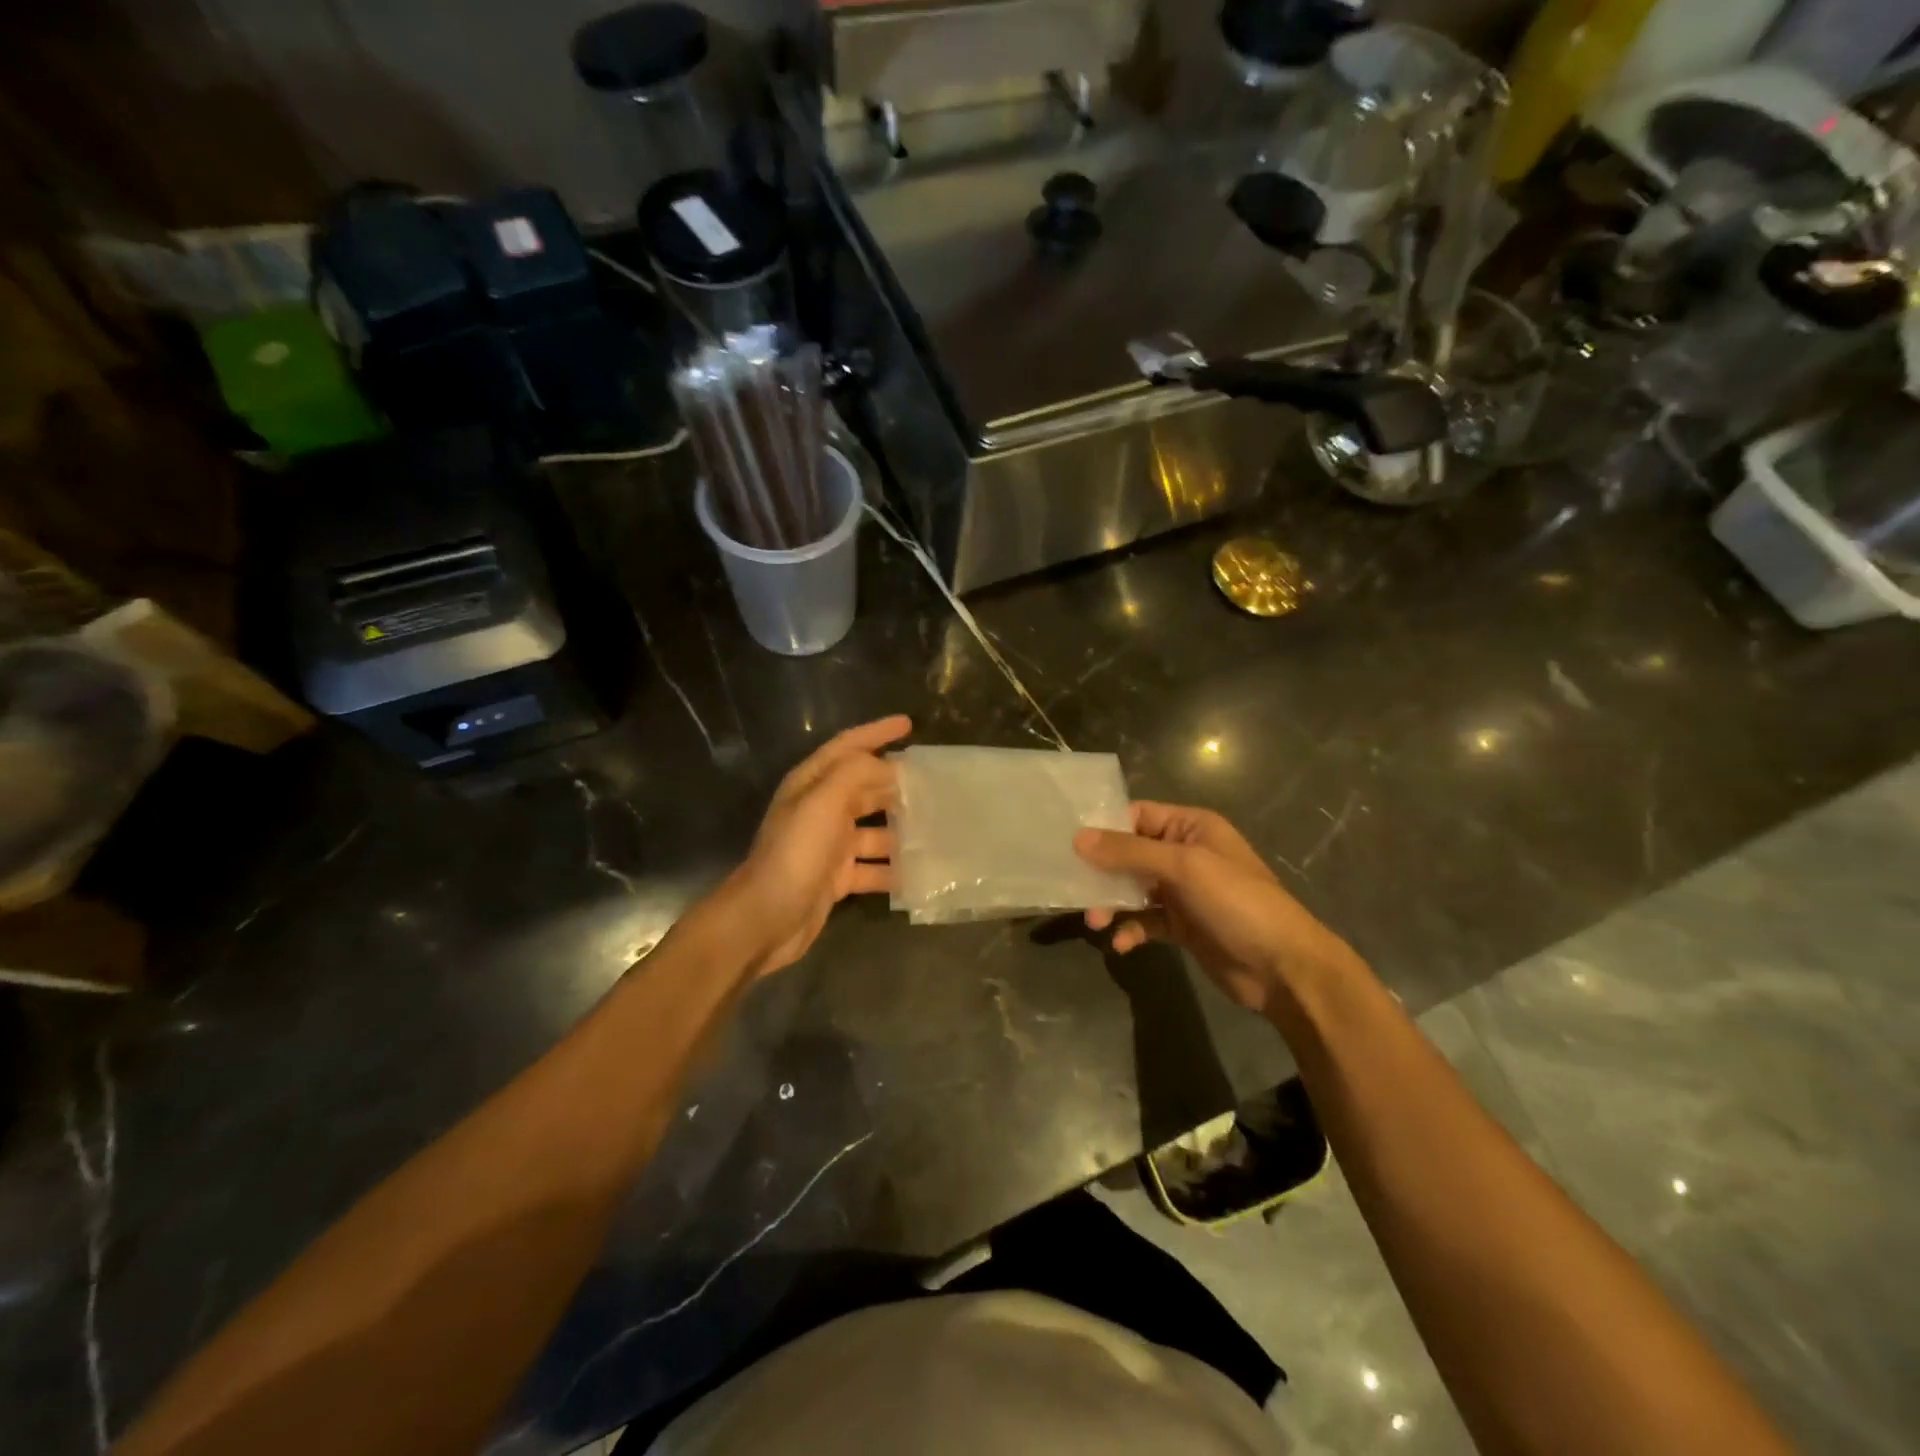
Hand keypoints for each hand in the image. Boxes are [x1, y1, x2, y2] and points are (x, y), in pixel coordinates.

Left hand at [721, 715, 909, 974]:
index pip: (847, 747)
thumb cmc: (795, 854)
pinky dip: (893, 869)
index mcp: (811, 784)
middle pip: (864, 789)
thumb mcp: (823, 803)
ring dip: (901, 831)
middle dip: (896, 784)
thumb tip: (889, 768)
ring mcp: (829, 846)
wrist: (765, 919)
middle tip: (934, 784)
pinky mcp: (836, 878)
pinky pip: (873, 868)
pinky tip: (920, 872)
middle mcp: (820, 810)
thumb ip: (856, 774)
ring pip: (874, 831)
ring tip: (937, 830)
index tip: (908, 723)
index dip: (876, 732)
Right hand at [1076, 802, 1361, 1016]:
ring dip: (1112, 902)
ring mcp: (1185, 891)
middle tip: (1077, 890)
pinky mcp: (1183, 925)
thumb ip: (1130, 852)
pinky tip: (1122, 944)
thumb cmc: (1237, 902)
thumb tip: (1078, 838)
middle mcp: (1186, 853)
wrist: (1284, 967)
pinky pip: (1146, 921)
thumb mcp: (1183, 867)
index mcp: (1192, 827)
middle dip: (1103, 871)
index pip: (1137, 816)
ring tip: (1095, 921)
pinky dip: (1131, 929)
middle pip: (1131, 853)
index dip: (1105, 828)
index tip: (1070, 845)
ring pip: (1135, 888)